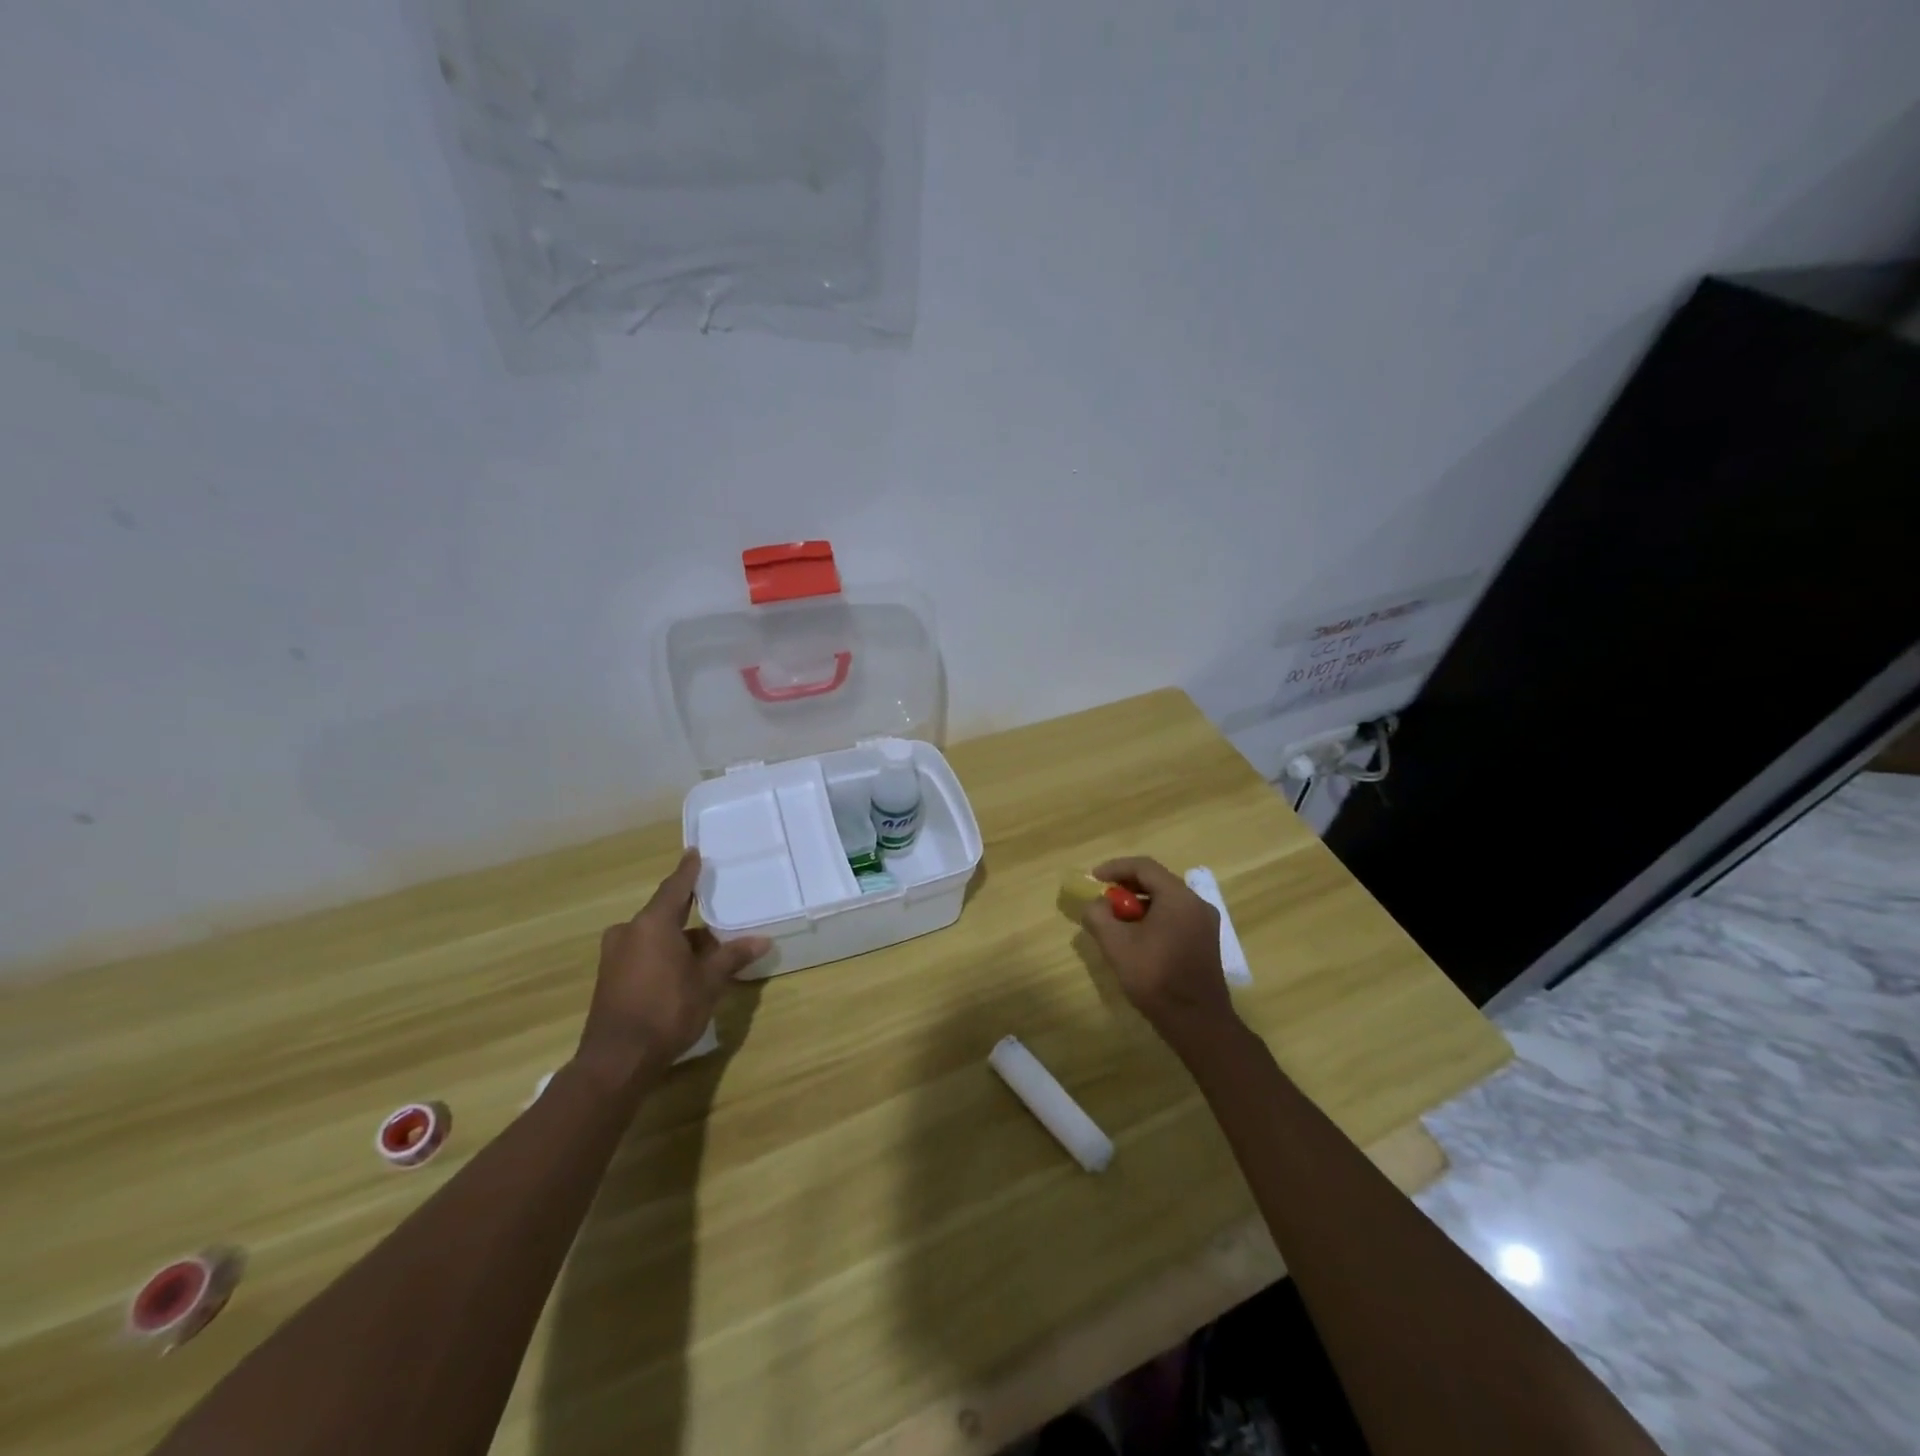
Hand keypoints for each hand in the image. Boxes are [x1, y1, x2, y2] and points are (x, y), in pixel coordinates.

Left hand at [576, 849, 770, 1085]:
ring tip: (709, 949)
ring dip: (679, 940)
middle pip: (665, 914)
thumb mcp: (708, 982)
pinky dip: (664, 954)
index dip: (688, 871)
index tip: (694, 853)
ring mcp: (615, 956)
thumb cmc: (667, 1010)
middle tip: (717, 911)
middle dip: (691, 915)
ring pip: (654, 937)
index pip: (675, 887)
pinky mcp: (610, 978)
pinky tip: (685, 970)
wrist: (617, 1060)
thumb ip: (732, 956)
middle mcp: (629, 932)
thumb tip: (763, 940)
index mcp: (652, 924)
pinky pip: (643, 953)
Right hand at [1080, 857, 1236, 1050]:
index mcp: (1178, 897)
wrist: (1197, 1022)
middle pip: (1157, 881)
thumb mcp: (1116, 945)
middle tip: (1104, 899)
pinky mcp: (1206, 942)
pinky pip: (1176, 916)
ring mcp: (1205, 923)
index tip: (1093, 878)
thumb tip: (1095, 904)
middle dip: (1127, 886)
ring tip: (1117, 920)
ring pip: (1167, 900)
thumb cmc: (1155, 978)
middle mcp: (1197, 903)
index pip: (1144, 867)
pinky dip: (1154, 917)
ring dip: (1140, 903)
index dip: (1116, 868)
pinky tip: (1138, 937)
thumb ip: (1099, 916)